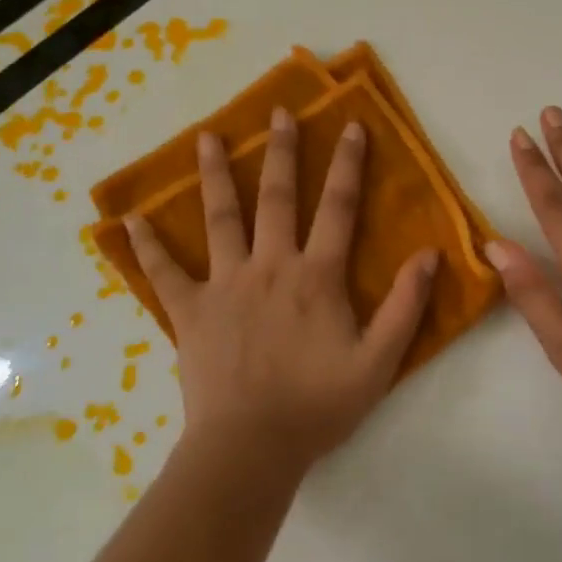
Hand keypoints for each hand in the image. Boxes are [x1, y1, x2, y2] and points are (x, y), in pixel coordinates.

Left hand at [125, 108, 438, 465]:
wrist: (251, 449)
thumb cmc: (318, 405)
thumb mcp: (379, 361)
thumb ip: (405, 305)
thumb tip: (430, 254)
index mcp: (316, 276)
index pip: (338, 208)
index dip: (348, 164)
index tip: (351, 125)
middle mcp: (270, 266)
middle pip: (276, 198)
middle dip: (280, 151)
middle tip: (279, 112)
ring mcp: (225, 286)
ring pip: (220, 219)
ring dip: (214, 175)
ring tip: (206, 137)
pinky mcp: (190, 312)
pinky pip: (165, 274)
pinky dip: (148, 247)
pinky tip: (131, 220)